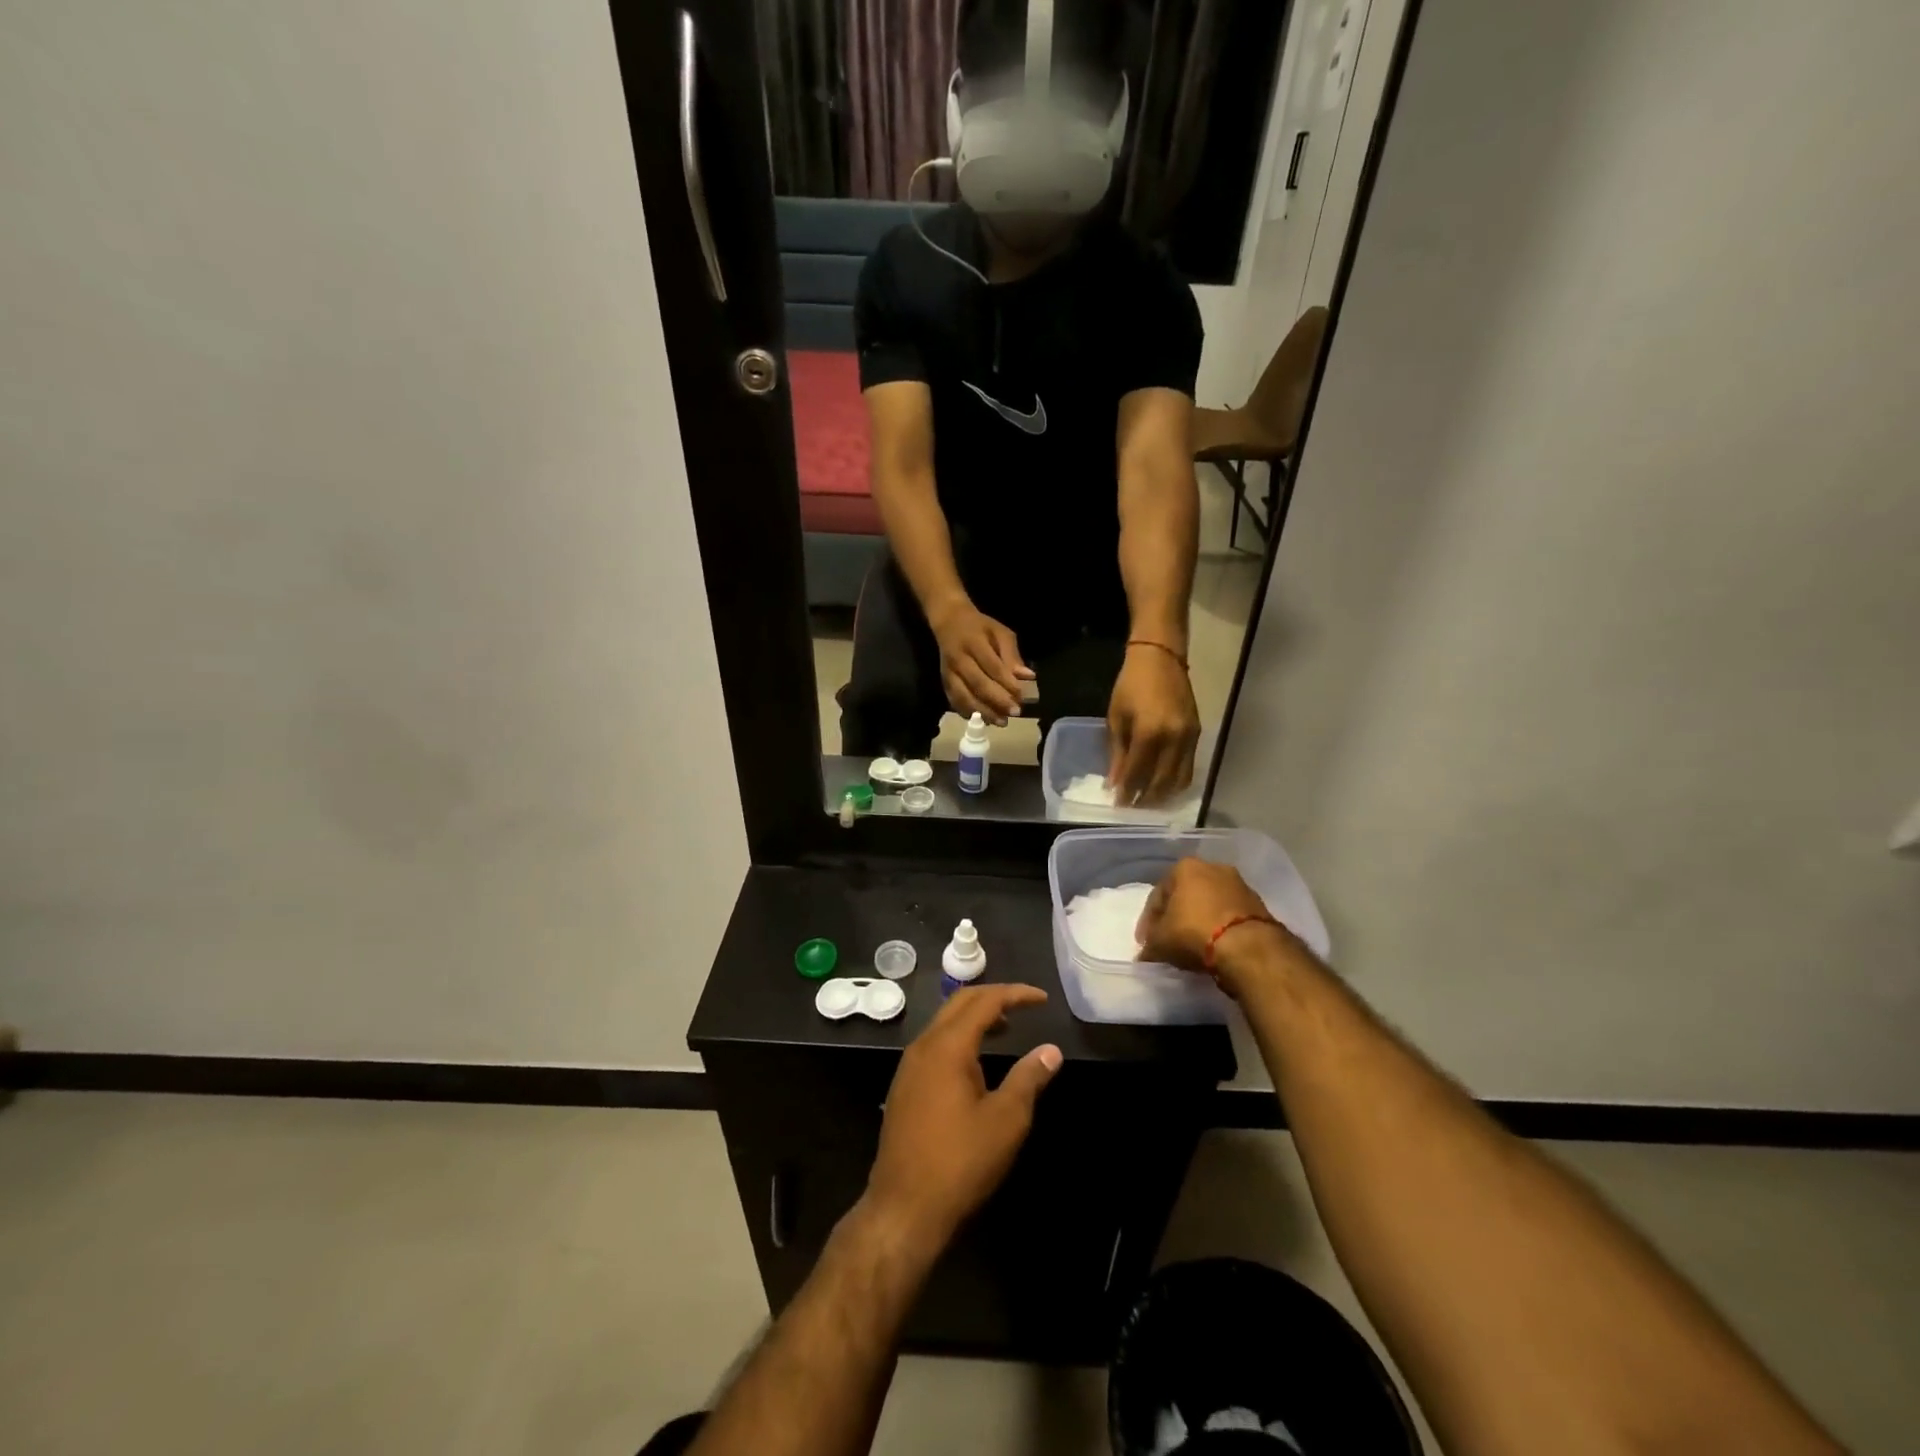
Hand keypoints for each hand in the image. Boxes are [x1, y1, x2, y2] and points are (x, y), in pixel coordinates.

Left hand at [865, 984, 1061, 1249]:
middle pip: (959, 1003)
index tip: (1043, 999)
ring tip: (1006, 1028)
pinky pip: (935, 1043)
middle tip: (1024, 1006)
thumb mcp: (1006, 1120)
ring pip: (944, 1022)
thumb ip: (1029, 1078)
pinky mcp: (904, 1086)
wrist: (903, 1208)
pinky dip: (960, 1037)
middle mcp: (924, 1046)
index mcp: (947, 1046)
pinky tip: (976, 1062)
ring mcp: (909, 1066)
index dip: (1016, 994)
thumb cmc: (960, 1162)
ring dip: (975, 1017)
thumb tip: (1051, 1051)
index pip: (984, 1001)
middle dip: (993, 997)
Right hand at [928, 601, 1034, 725]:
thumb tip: (1027, 677)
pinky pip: (955, 701)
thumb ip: (1012, 655)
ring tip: (1001, 721)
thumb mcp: (1000, 633)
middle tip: (1015, 712)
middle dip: (998, 701)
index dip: (1007, 683)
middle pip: (978, 684)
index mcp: (974, 642)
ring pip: (964, 696)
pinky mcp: (943, 682)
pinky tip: (984, 720)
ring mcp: (948, 672)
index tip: (1021, 696)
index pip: (992, 666)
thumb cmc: (980, 628)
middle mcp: (958, 659)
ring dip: (984, 711)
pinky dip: (969, 713)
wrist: (948, 622)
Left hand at [1107, 643, 1200, 804]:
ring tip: (1147, 801)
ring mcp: (1190, 738)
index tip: (1118, 805)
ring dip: (1163, 795)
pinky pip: (1189, 768)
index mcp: (1149, 733)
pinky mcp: (1198, 734)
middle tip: (1132, 807)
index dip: (1127, 792)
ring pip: (1179, 779)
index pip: (1137, 773)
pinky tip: (1164, 786)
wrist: (1161, 658)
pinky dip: (1176, 782)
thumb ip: (1118, 752)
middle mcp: (1174, 739)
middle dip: (1145, 798)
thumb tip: (1115, 783)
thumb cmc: (1131, 684)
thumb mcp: (1117, 717)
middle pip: (1161, 782)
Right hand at [1135, 858, 1300, 998]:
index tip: (1146, 942)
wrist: (1248, 947)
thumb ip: (1150, 945)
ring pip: (1210, 904)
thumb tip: (1145, 955)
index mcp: (1184, 867)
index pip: (1158, 895)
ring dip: (1200, 922)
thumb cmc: (1194, 932)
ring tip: (1193, 946)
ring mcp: (1239, 885)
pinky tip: (1215, 947)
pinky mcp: (1259, 905)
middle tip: (1168, 940)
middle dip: (1176, 917)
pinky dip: (1220, 929)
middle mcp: (1213, 867)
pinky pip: (1229, 916)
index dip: (1148, 921)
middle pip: (1186, 895)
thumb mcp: (1160, 942)